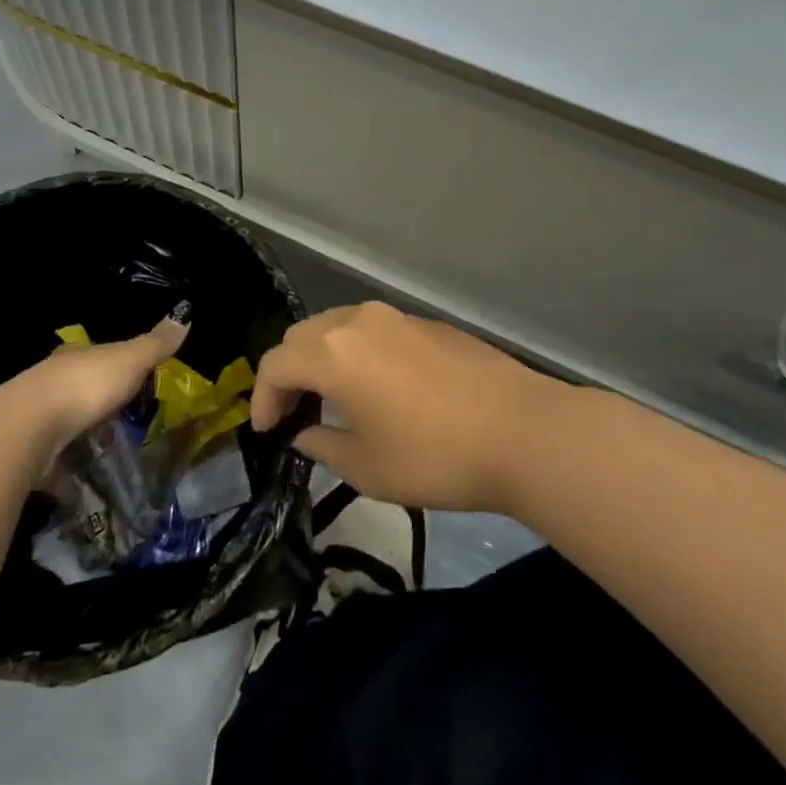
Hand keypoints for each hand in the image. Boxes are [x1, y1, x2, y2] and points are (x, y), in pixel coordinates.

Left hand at [0, 314, 188, 464]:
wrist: (29, 429)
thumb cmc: (85, 385)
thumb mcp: (129, 360)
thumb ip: (155, 344)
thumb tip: (183, 316)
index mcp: (76, 358)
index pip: (97, 357)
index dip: (115, 367)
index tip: (133, 383)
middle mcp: (53, 384)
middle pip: (81, 392)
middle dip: (100, 407)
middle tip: (126, 425)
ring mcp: (38, 422)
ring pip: (67, 429)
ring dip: (84, 441)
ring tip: (111, 459)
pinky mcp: (31, 457)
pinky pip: (56, 469)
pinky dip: (70, 480)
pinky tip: (86, 492)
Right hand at [251, 302, 559, 512]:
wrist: (523, 431)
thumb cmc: (435, 456)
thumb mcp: (368, 467)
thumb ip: (324, 445)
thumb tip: (305, 433)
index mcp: (333, 352)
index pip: (275, 364)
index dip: (262, 397)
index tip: (266, 430)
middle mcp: (357, 322)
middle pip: (302, 337)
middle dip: (288, 373)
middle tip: (292, 412)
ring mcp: (396, 317)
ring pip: (338, 327)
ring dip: (322, 359)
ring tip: (331, 397)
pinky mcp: (427, 323)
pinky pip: (373, 331)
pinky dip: (357, 353)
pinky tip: (378, 387)